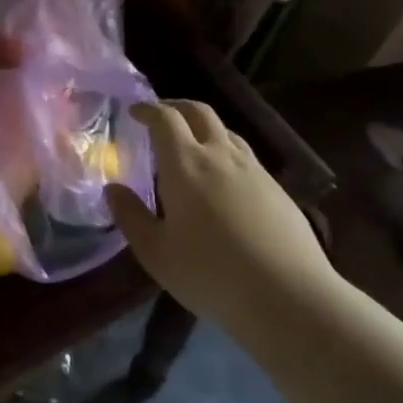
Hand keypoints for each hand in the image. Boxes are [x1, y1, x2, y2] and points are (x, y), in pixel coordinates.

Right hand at [105, 100, 340, 320]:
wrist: (288, 296)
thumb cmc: (210, 273)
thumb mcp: (155, 252)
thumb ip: (130, 216)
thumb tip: (113, 189)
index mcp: (185, 165)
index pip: (165, 119)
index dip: (148, 109)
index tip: (134, 111)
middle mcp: (220, 156)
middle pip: (200, 112)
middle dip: (176, 106)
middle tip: (160, 116)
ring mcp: (254, 170)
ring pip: (226, 132)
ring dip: (203, 128)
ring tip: (190, 146)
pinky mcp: (277, 189)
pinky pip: (245, 156)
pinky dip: (225, 152)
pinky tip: (222, 179)